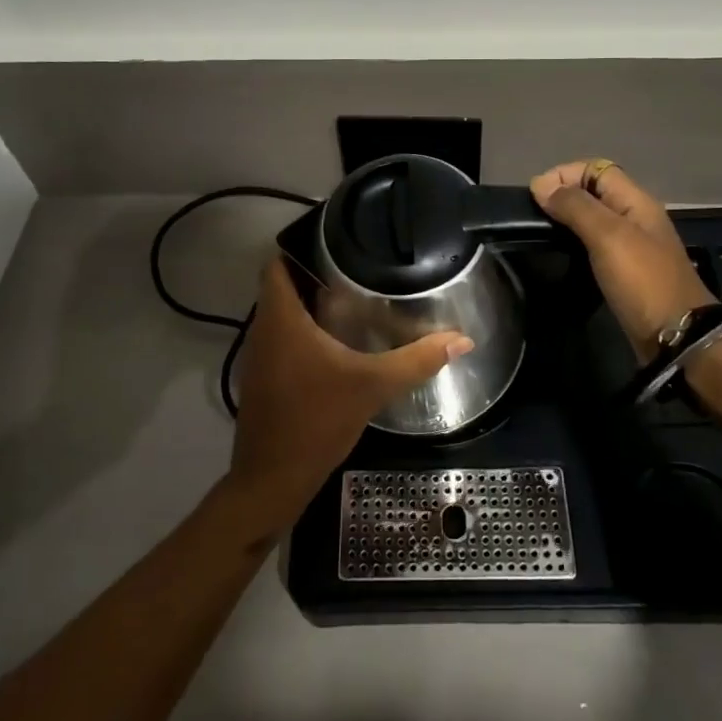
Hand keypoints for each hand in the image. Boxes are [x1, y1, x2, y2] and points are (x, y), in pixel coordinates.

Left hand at [224, 257, 471, 539]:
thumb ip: (416, 360)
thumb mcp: (372, 386)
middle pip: (282, 284)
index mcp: (281, 319)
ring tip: (353, 293)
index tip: (336, 238)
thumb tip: (462, 340)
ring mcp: (259, 355)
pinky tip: (338, 338)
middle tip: (356, 263)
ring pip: (281, 312)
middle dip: (315, 271)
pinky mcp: (264, 377)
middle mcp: (264, 329)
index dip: (301, 244)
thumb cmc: (316, 422)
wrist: (272, 481)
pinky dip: (304, 328)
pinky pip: (282, 336)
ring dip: (309, 301)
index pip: (278, 263)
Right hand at [530, 160, 712, 357]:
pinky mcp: (625, 271)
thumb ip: (576, 207)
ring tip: (541, 233)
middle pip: (593, 191)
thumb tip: (542, 185)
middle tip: (534, 216)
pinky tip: (561, 255)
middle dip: (562, 195)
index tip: (536, 196)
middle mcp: (634, 217)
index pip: (595, 168)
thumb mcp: (608, 236)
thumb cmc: (643, 281)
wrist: (677, 337)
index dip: (564, 174)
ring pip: (593, 218)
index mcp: (636, 201)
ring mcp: (631, 246)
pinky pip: (595, 245)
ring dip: (567, 219)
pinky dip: (575, 243)